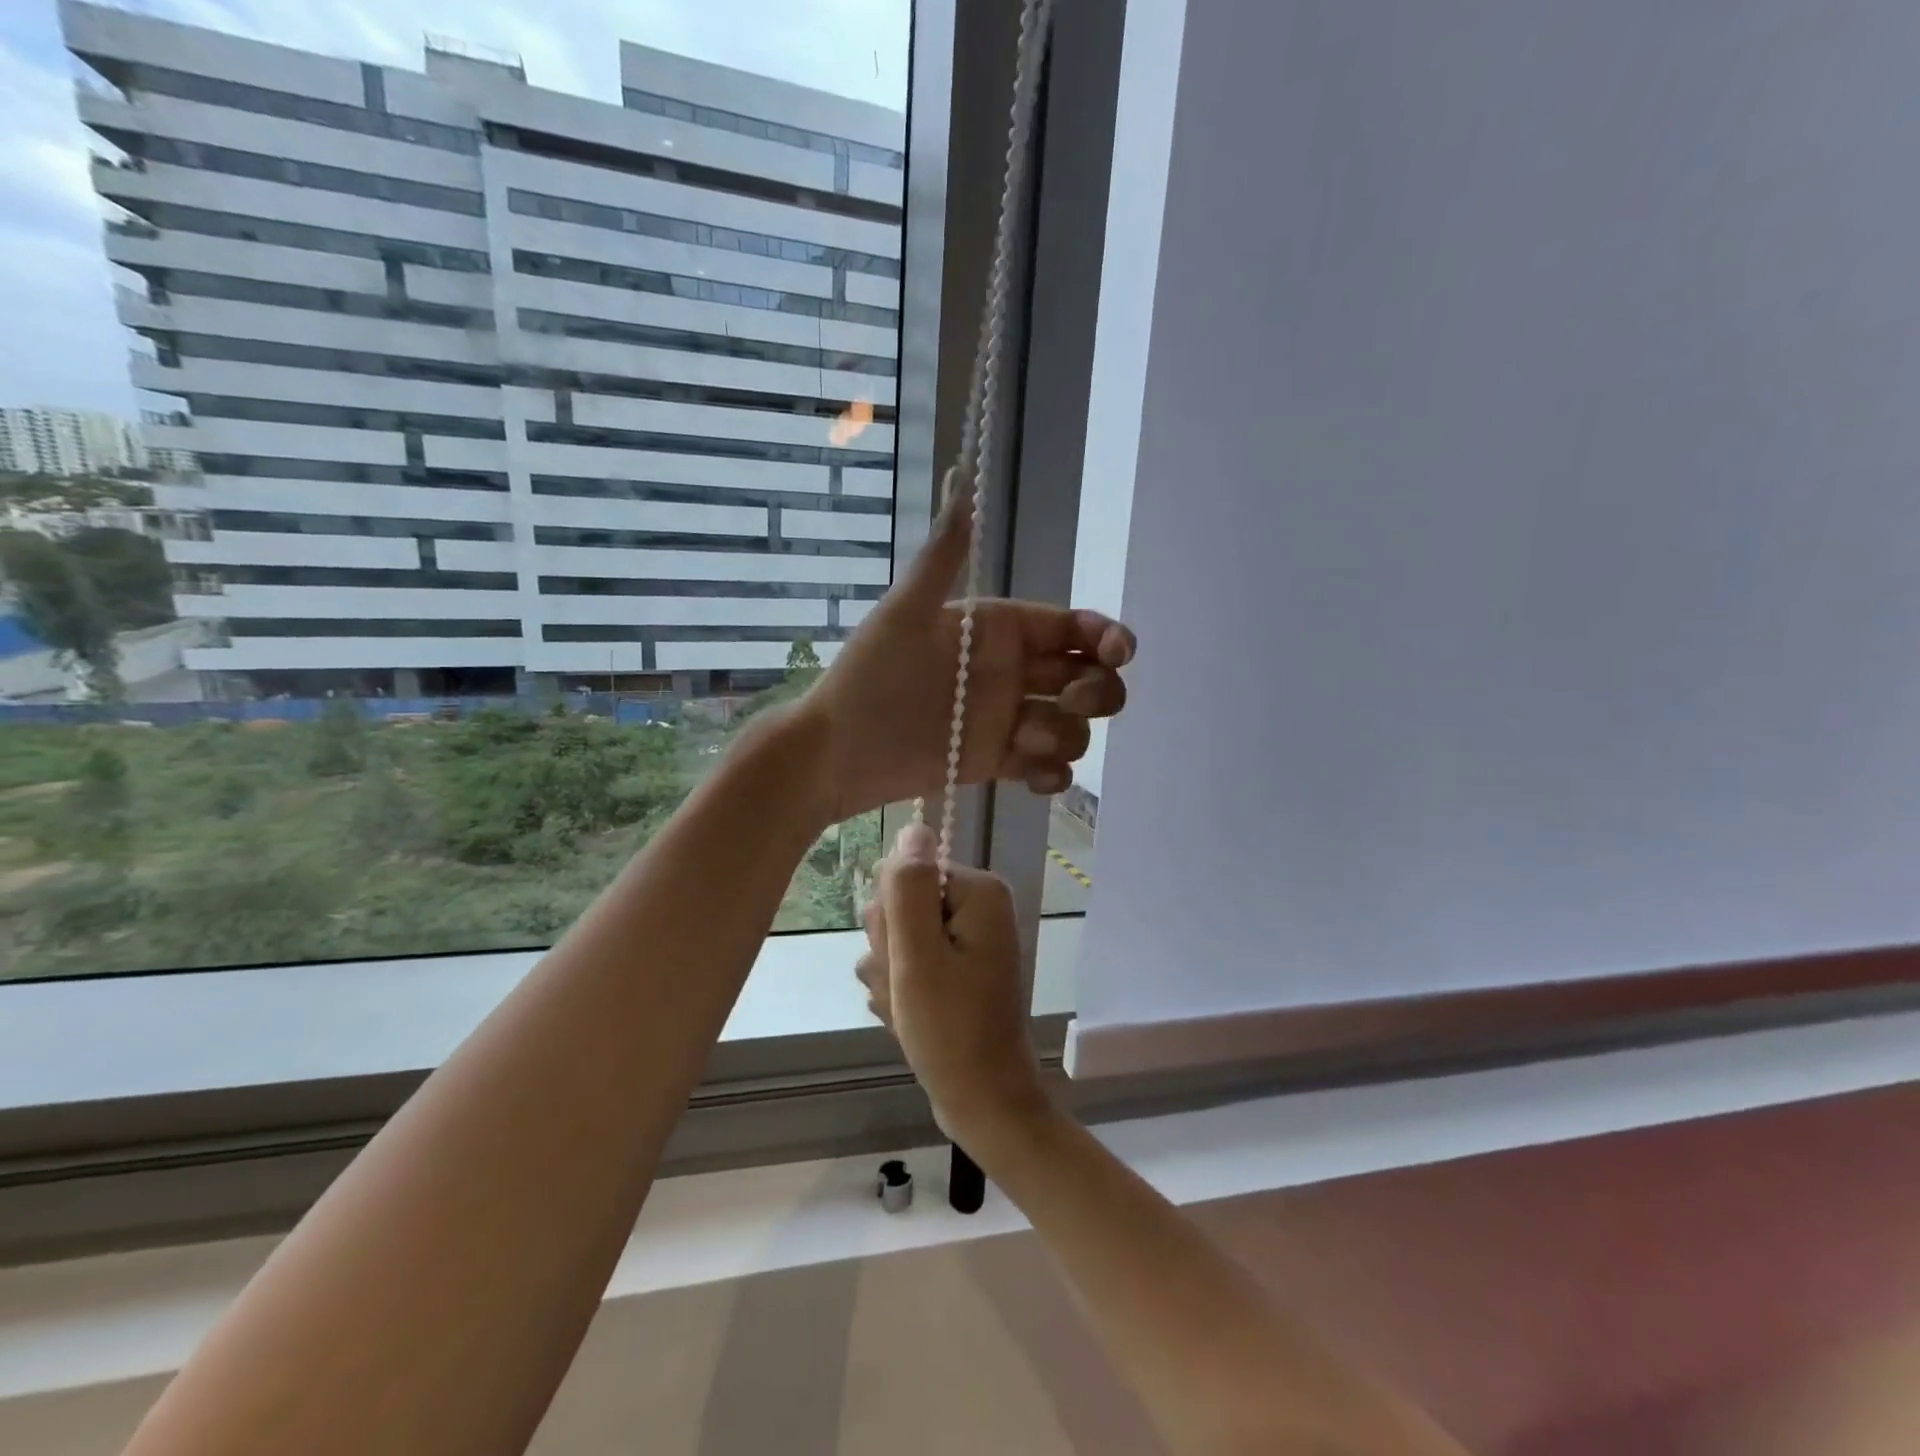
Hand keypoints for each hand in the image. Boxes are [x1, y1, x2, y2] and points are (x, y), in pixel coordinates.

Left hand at [802, 471, 1134, 821]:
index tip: (1117, 652)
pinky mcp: (999, 762)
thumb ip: (943, 552)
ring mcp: (1007, 720)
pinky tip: (1032, 776)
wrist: (840, 750)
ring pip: (1073, 725)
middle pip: (1087, 677)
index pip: (1071, 627)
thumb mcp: (906, 610)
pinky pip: (1049, 769)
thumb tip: (961, 473)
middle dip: (1096, 689)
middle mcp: (1011, 673)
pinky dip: (1053, 775)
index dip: (1104, 636)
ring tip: (1023, 741)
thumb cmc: (869, 676)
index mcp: (998, 631)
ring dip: (1065, 735)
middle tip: (1071, 700)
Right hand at [856, 824, 1050, 1142]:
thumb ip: (908, 888)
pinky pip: (908, 963)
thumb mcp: (917, 956)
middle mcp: (977, 907)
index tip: (902, 960)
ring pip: (897, 938)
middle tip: (908, 988)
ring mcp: (966, 938)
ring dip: (890, 975)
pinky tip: (909, 1018)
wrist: (982, 1102)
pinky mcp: (955, 967)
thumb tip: (912, 828)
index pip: (905, 875)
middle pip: (901, 905)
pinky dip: (901, 991)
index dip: (891, 920)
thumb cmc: (949, 1030)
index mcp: (979, 892)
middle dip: (890, 950)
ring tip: (909, 1009)